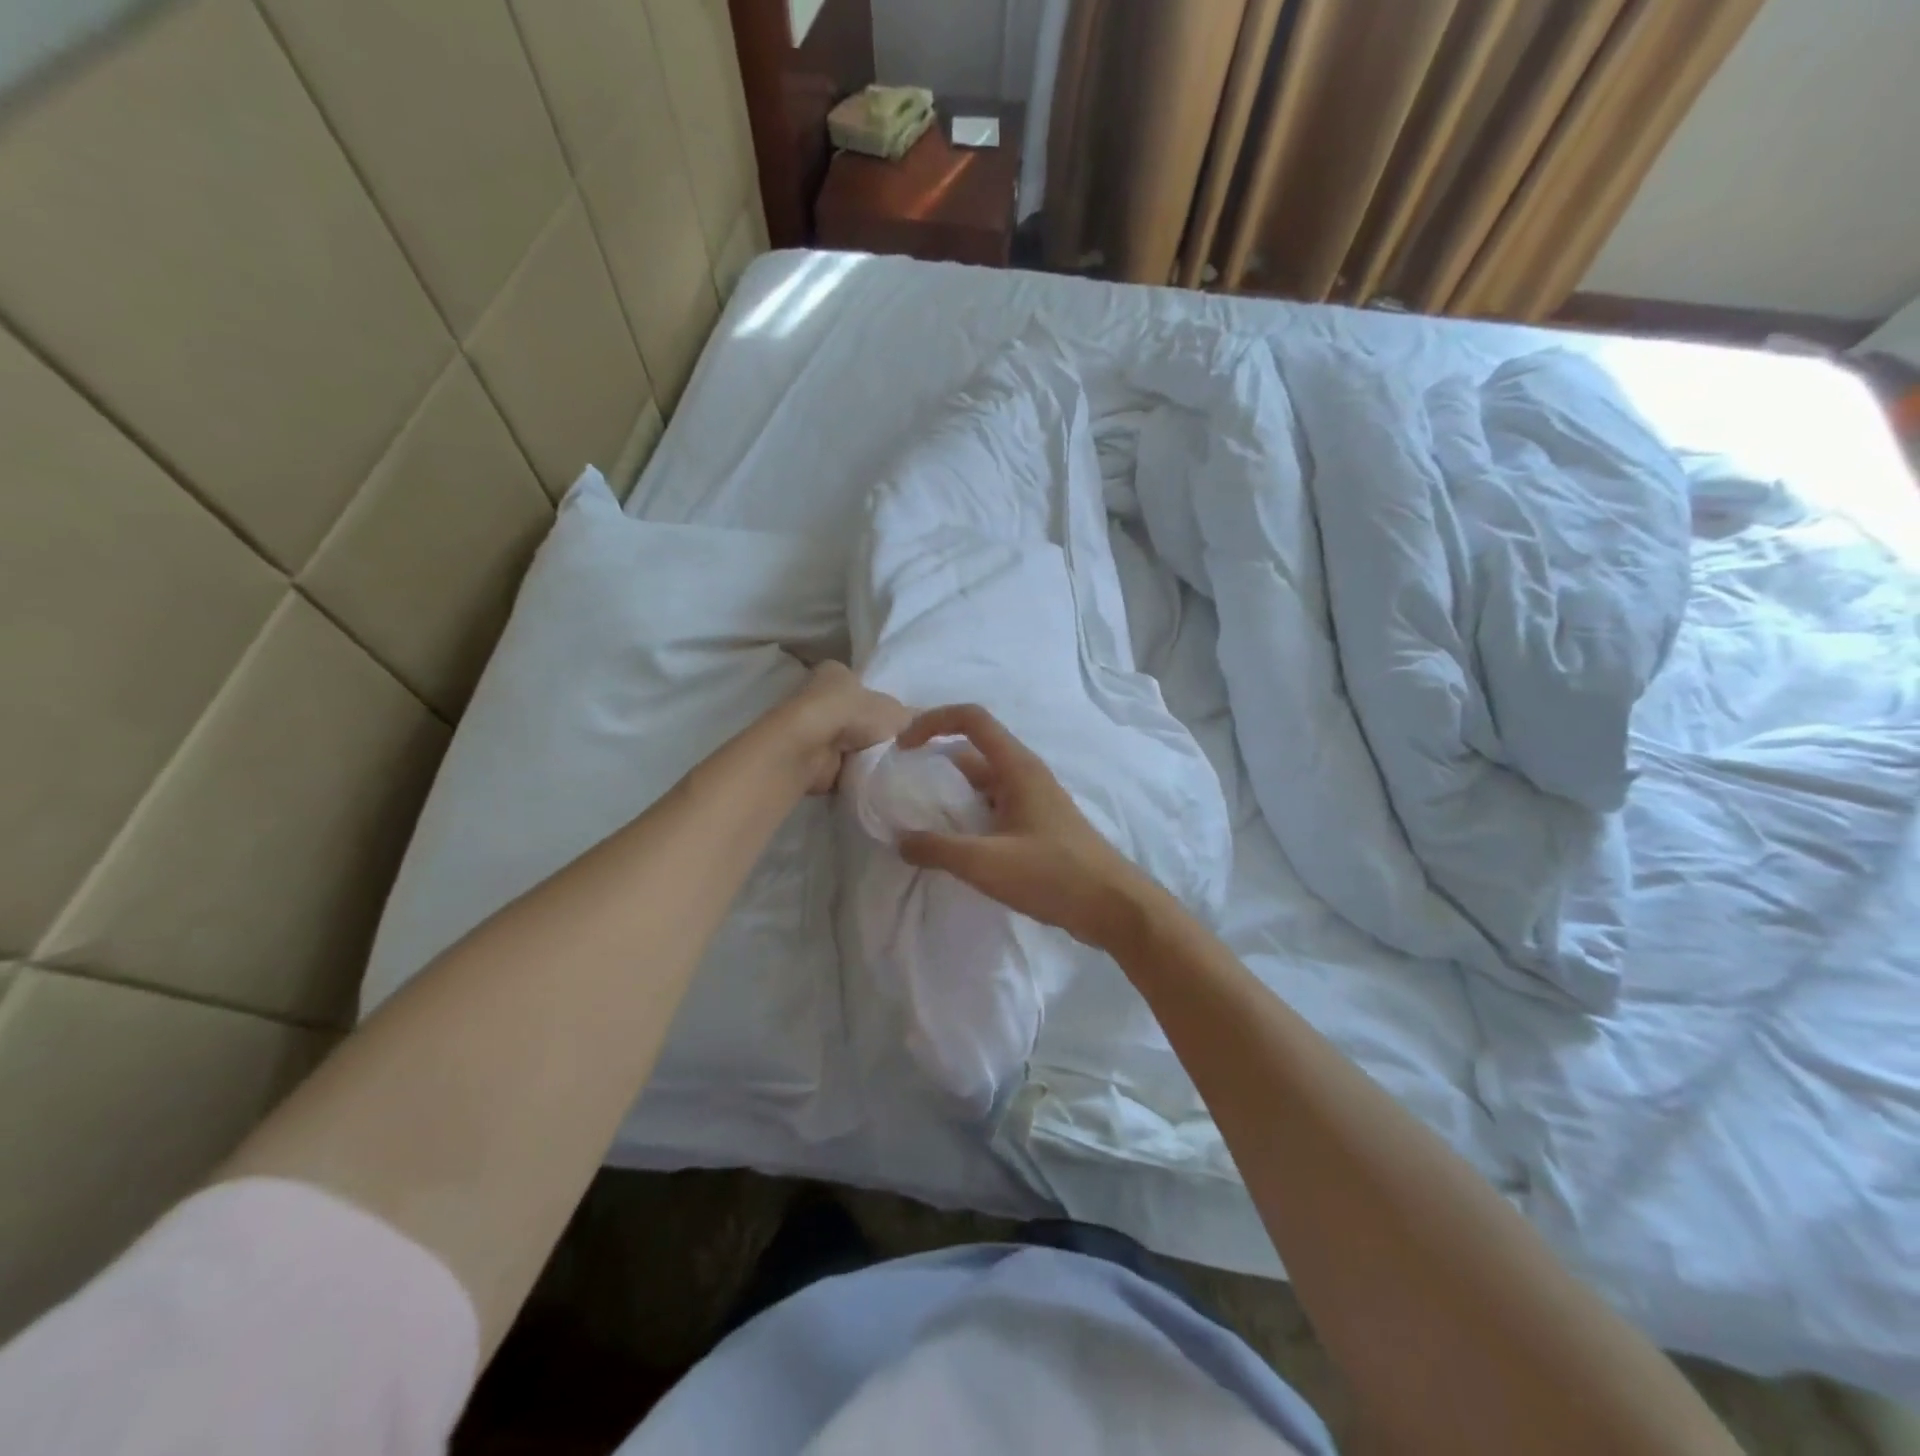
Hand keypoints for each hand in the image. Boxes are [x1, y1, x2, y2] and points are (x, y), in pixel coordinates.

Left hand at [782, 661, 912, 793]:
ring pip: (846, 742)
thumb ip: (912, 718)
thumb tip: (926, 724)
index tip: (900, 724)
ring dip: (861, 754)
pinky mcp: (808, 756)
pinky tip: (869, 778)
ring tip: (888, 767)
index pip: (862, 685)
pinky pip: (837, 765)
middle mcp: (819, 696)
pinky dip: (851, 772)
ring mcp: (812, 728)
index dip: (881, 702)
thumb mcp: (895, 711)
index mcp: (836, 673)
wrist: (811, 748)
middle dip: (872, 732)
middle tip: (900, 749)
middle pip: (854, 715)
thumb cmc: (852, 714)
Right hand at [895, 704, 1159, 949]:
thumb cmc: (1053, 875)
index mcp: (1017, 767)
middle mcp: (1025, 775)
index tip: (903, 748)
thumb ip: (938, 849)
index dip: (933, 721)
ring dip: (951, 796)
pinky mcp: (1037, 827)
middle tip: (902, 790)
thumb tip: (901, 840)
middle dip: (935, 764)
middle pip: (972, 753)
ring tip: (918, 821)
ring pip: (982, 785)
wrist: (1112, 907)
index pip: (971, 719)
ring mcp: (1033, 801)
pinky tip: (952, 846)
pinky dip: (968, 817)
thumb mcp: (987, 862)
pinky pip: (994, 809)